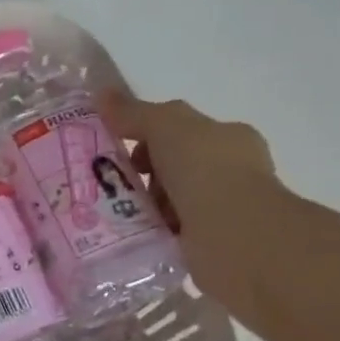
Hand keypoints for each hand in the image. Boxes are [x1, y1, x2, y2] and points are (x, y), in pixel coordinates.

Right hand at [100, 92, 280, 306]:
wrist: (237, 237)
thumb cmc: (207, 171)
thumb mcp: (165, 127)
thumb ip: (135, 113)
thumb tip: (103, 95)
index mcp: (228, 138)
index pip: (183, 131)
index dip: (148, 137)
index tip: (120, 151)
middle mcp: (232, 171)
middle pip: (174, 167)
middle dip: (144, 176)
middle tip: (117, 187)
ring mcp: (225, 210)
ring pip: (171, 202)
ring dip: (145, 207)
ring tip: (121, 215)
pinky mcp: (213, 245)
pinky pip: (172, 234)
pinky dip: (153, 233)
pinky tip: (136, 236)